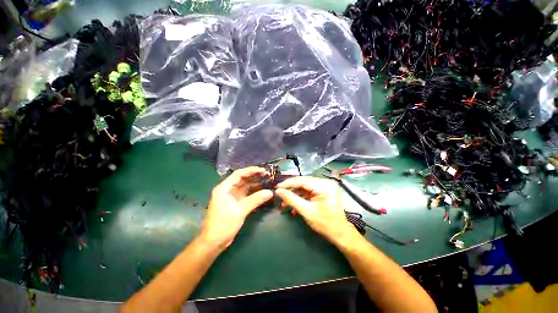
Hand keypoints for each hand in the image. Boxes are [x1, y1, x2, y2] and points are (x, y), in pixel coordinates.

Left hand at [200, 167, 273, 249]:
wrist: (214, 242)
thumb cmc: (223, 224)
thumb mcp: (240, 211)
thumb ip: (255, 200)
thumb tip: (270, 192)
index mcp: (224, 188)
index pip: (238, 174)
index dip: (251, 170)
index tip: (262, 170)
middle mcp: (227, 190)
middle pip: (242, 179)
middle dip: (254, 176)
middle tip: (267, 175)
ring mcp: (232, 197)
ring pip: (245, 187)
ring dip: (255, 184)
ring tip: (267, 181)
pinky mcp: (235, 203)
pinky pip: (246, 195)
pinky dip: (254, 193)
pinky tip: (262, 191)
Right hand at [275, 177, 355, 242]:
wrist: (340, 233)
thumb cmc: (325, 224)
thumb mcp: (306, 211)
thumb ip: (291, 199)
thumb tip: (278, 191)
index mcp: (325, 186)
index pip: (303, 181)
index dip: (288, 183)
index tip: (277, 187)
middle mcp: (326, 182)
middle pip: (303, 182)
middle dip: (291, 189)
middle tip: (279, 194)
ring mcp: (326, 185)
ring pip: (305, 186)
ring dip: (294, 194)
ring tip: (285, 204)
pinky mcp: (324, 190)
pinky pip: (309, 191)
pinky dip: (301, 197)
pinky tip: (294, 205)